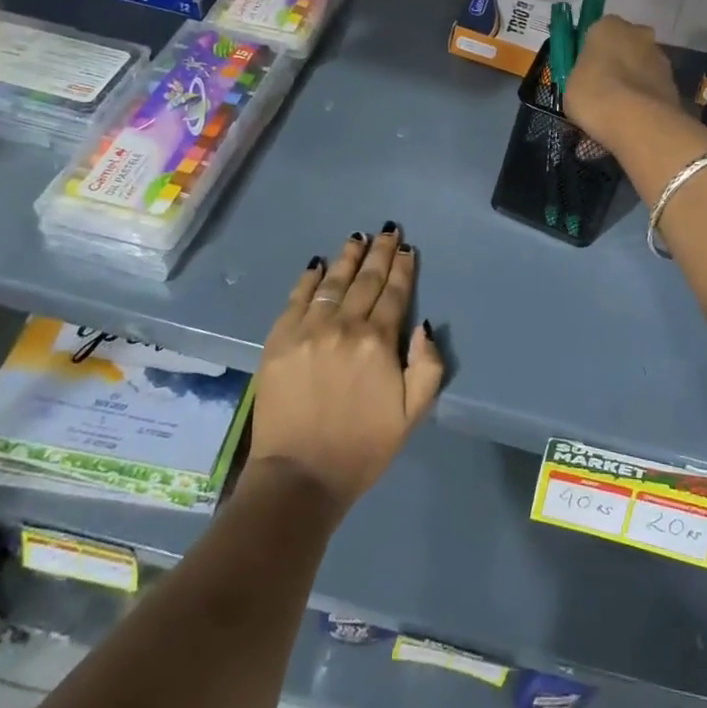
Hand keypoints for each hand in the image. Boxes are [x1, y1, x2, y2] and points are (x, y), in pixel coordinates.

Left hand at [248, 226, 444, 514]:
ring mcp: (307, 330)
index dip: (402, 269)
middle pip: (366, 280)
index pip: (394, 294)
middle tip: (388, 230)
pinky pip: (297, 298)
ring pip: (333, 283)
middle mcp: (343, 326)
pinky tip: (318, 265)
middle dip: (379, 253)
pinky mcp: (279, 340)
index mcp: (378, 342)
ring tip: (358, 237)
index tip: (407, 249)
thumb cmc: (362, 447)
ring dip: (348, 258)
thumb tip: (423, 326)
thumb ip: (428, 367)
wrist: (299, 477)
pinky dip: (309, 279)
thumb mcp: (412, 415)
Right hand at [564, 15, 682, 147]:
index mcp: (608, 26)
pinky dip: (647, 97)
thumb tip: (590, 81)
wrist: (638, 121)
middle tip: (605, 88)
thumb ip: (583, 76)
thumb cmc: (595, 95)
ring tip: (621, 108)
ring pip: (643, 65)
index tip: (587, 73)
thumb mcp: (571, 85)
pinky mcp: (674, 82)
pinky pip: (654, 86)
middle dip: (619, 62)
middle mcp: (638, 33)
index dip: (593, 54)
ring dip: (635, 79)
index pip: (598, 33)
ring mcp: (660, 57)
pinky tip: (637, 117)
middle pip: (626, 45)